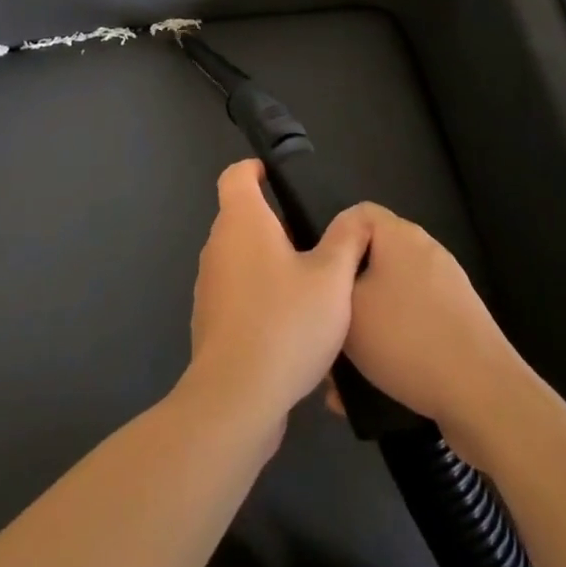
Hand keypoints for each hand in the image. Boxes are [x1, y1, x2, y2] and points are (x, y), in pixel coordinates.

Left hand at [185, 160, 372, 441]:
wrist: (237, 397)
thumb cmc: (286, 323)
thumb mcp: (332, 279)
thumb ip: (347, 240)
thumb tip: (356, 215)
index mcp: (242, 221)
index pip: (236, 175)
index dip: (255, 169)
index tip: (279, 179)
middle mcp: (218, 245)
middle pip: (240, 216)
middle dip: (273, 222)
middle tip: (314, 240)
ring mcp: (209, 284)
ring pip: (239, 257)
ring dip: (268, 262)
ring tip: (309, 284)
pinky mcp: (209, 320)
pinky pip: (237, 292)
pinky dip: (259, 295)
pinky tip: (291, 325)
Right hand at [335, 204, 527, 463]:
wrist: (485, 397)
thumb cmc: (406, 339)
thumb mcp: (348, 307)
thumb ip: (329, 285)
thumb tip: (331, 280)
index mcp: (400, 235)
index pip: (356, 214)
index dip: (331, 239)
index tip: (318, 276)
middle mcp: (426, 252)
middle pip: (372, 259)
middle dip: (346, 293)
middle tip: (326, 323)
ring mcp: (447, 289)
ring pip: (389, 299)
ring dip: (365, 329)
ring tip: (342, 370)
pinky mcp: (459, 325)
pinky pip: (412, 325)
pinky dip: (391, 348)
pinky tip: (370, 390)